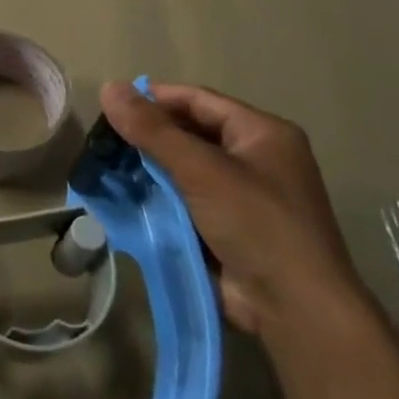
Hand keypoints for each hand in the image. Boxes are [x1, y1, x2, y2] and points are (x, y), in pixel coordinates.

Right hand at [99, 81, 368, 343]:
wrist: (296, 311)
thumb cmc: (257, 225)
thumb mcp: (202, 170)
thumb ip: (153, 130)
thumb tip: (108, 87)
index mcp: (262, 133)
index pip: (198, 100)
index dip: (154, 98)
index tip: (110, 104)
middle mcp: (256, 159)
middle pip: (190, 133)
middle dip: (147, 136)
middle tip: (102, 140)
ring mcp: (243, 196)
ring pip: (184, 169)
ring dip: (148, 169)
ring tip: (104, 167)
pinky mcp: (228, 228)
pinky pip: (185, 200)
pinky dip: (157, 197)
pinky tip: (124, 197)